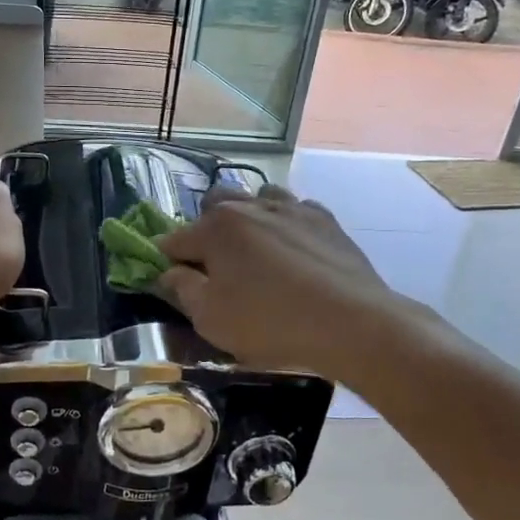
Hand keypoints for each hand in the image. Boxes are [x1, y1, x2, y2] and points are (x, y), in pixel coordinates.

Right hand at [156, 185, 396, 376]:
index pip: (175, 239)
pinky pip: (295, 209)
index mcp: (215, 228)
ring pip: (258, 197)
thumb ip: (183, 290)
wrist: (351, 322)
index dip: (168, 260)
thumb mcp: (211, 318)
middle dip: (206, 227)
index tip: (172, 279)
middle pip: (215, 203)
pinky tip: (294, 249)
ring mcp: (290, 208)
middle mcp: (249, 206)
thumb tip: (169, 272)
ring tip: (257, 249)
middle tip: (216, 263)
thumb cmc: (271, 322)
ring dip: (249, 216)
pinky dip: (286, 224)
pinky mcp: (324, 219)